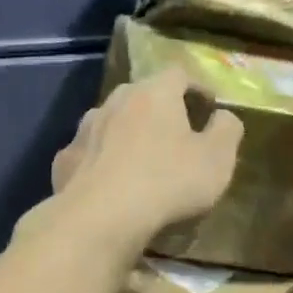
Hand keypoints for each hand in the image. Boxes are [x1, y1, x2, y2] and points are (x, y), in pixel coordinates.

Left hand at [48, 69, 243, 253]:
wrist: (100, 218)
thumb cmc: (168, 182)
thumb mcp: (217, 159)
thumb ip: (227, 130)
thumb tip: (224, 116)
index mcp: (155, 94)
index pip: (179, 74)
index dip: (197, 87)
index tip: (209, 106)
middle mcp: (115, 101)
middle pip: (141, 95)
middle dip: (160, 110)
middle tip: (176, 133)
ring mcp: (85, 130)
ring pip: (111, 122)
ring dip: (127, 134)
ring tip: (140, 159)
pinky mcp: (64, 160)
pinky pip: (89, 153)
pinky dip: (101, 161)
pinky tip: (108, 184)